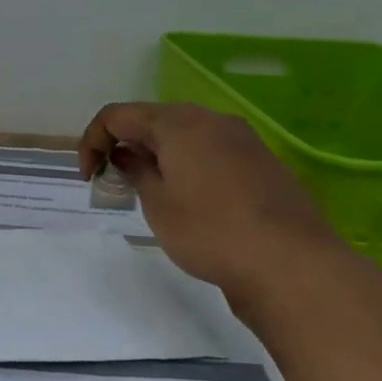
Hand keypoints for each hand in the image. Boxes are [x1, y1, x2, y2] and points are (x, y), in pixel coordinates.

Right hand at [77, 102, 345, 295]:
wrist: (291, 265)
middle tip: (115, 183)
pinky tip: (190, 200)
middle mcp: (211, 120)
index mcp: (179, 123)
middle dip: (125, 145)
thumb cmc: (210, 232)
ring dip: (157, 155)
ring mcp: (242, 140)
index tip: (90, 178)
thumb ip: (136, 170)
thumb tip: (127, 154)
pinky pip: (210, 151)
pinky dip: (187, 165)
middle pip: (152, 119)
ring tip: (150, 193)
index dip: (92, 142)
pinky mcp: (261, 162)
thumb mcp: (157, 203)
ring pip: (184, 135)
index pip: (117, 116)